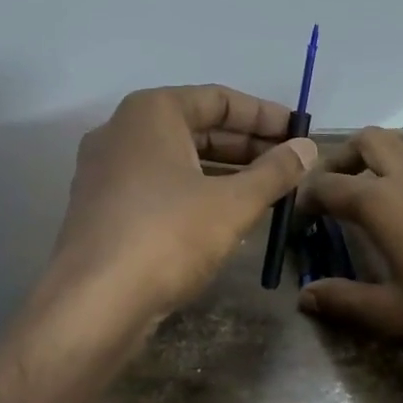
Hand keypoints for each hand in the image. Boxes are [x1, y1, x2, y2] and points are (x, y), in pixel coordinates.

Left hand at [51, 85, 315, 319]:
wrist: (94, 302)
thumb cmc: (168, 236)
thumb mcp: (232, 203)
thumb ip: (274, 172)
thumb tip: (308, 148)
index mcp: (151, 112)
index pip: (219, 99)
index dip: (264, 115)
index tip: (299, 133)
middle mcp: (122, 131)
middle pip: (196, 128)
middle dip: (246, 146)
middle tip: (289, 165)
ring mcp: (106, 171)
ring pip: (177, 160)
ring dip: (223, 172)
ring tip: (267, 192)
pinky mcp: (102, 208)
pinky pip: (158, 186)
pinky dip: (194, 192)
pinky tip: (225, 216)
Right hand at [298, 127, 402, 354]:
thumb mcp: (393, 313)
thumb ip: (344, 301)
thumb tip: (304, 296)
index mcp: (381, 202)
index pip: (330, 186)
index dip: (308, 197)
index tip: (301, 216)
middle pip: (369, 141)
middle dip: (344, 157)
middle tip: (337, 186)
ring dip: (395, 149)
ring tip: (388, 178)